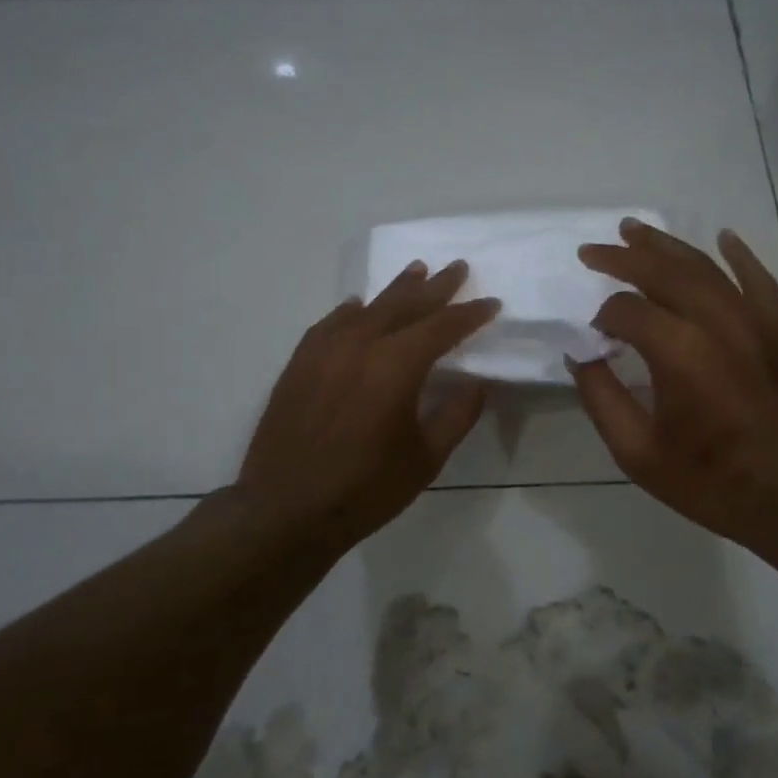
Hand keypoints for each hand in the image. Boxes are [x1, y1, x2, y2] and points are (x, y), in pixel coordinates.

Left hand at [233, 260, 499, 558]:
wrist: (286, 510)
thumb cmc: (365, 489)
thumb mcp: (426, 458)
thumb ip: (456, 415)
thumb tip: (477, 383)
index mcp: (396, 366)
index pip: (442, 327)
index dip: (470, 314)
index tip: (492, 304)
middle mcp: (360, 346)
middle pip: (405, 305)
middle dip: (436, 287)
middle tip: (458, 267)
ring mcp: (324, 351)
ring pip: (368, 309)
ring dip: (396, 290)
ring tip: (417, 271)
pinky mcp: (299, 364)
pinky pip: (331, 324)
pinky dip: (351, 311)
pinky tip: (358, 307)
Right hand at [572, 219, 777, 561]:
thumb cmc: (715, 483)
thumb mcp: (640, 456)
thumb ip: (602, 400)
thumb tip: (580, 357)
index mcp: (679, 353)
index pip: (627, 310)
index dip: (602, 318)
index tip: (593, 337)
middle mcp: (718, 322)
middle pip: (663, 271)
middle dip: (623, 257)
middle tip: (592, 250)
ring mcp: (756, 321)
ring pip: (706, 266)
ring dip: (667, 245)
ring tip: (635, 230)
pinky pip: (758, 279)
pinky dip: (739, 255)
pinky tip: (723, 237)